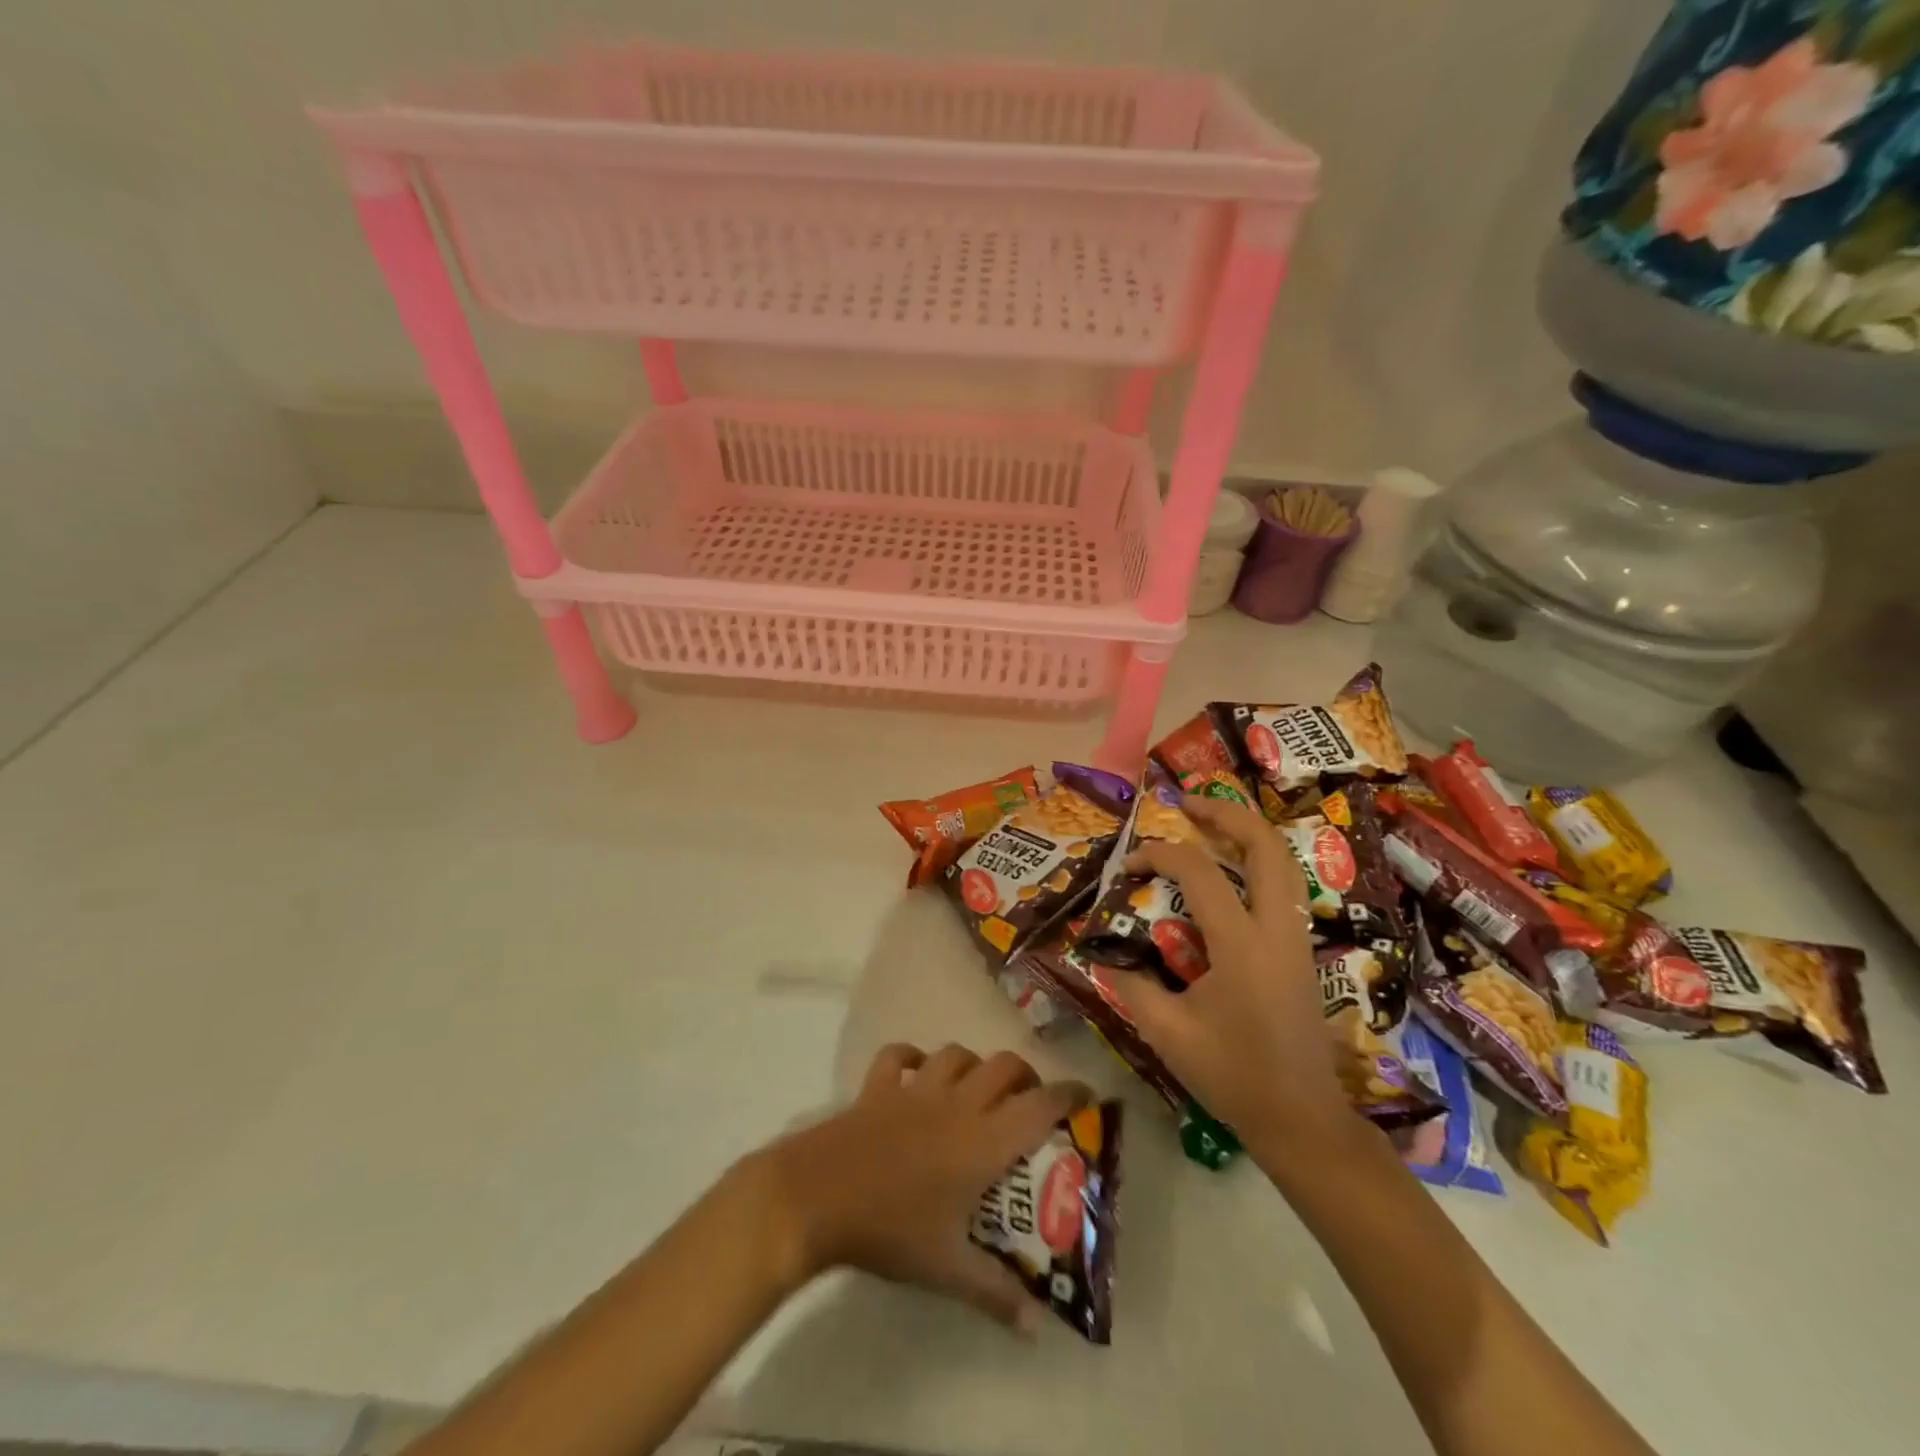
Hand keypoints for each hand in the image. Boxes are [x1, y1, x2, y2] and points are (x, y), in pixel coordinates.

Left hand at [745, 1044, 1088, 1331]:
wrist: (818, 1196)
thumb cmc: (891, 1229)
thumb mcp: (947, 1269)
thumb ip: (995, 1294)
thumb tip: (1036, 1328)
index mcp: (983, 1140)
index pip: (1039, 1105)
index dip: (1068, 1095)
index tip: (1086, 1097)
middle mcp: (957, 1102)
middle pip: (1004, 1066)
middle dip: (1025, 1076)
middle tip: (1029, 1101)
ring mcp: (915, 1088)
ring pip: (957, 1054)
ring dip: (974, 1065)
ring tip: (978, 1088)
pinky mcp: (878, 1086)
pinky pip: (899, 1056)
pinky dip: (912, 1057)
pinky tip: (917, 1072)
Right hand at [1110, 794, 1350, 1146]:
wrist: (1302, 1118)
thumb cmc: (1233, 1075)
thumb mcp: (1166, 1032)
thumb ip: (1131, 983)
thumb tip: (1103, 952)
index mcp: (1242, 946)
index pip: (1200, 874)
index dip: (1159, 855)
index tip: (1129, 864)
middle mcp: (1277, 930)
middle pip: (1266, 846)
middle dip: (1226, 815)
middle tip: (1188, 804)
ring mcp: (1297, 938)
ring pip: (1284, 863)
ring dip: (1247, 834)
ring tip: (1210, 824)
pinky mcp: (1301, 951)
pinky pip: (1284, 887)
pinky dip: (1258, 863)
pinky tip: (1230, 872)